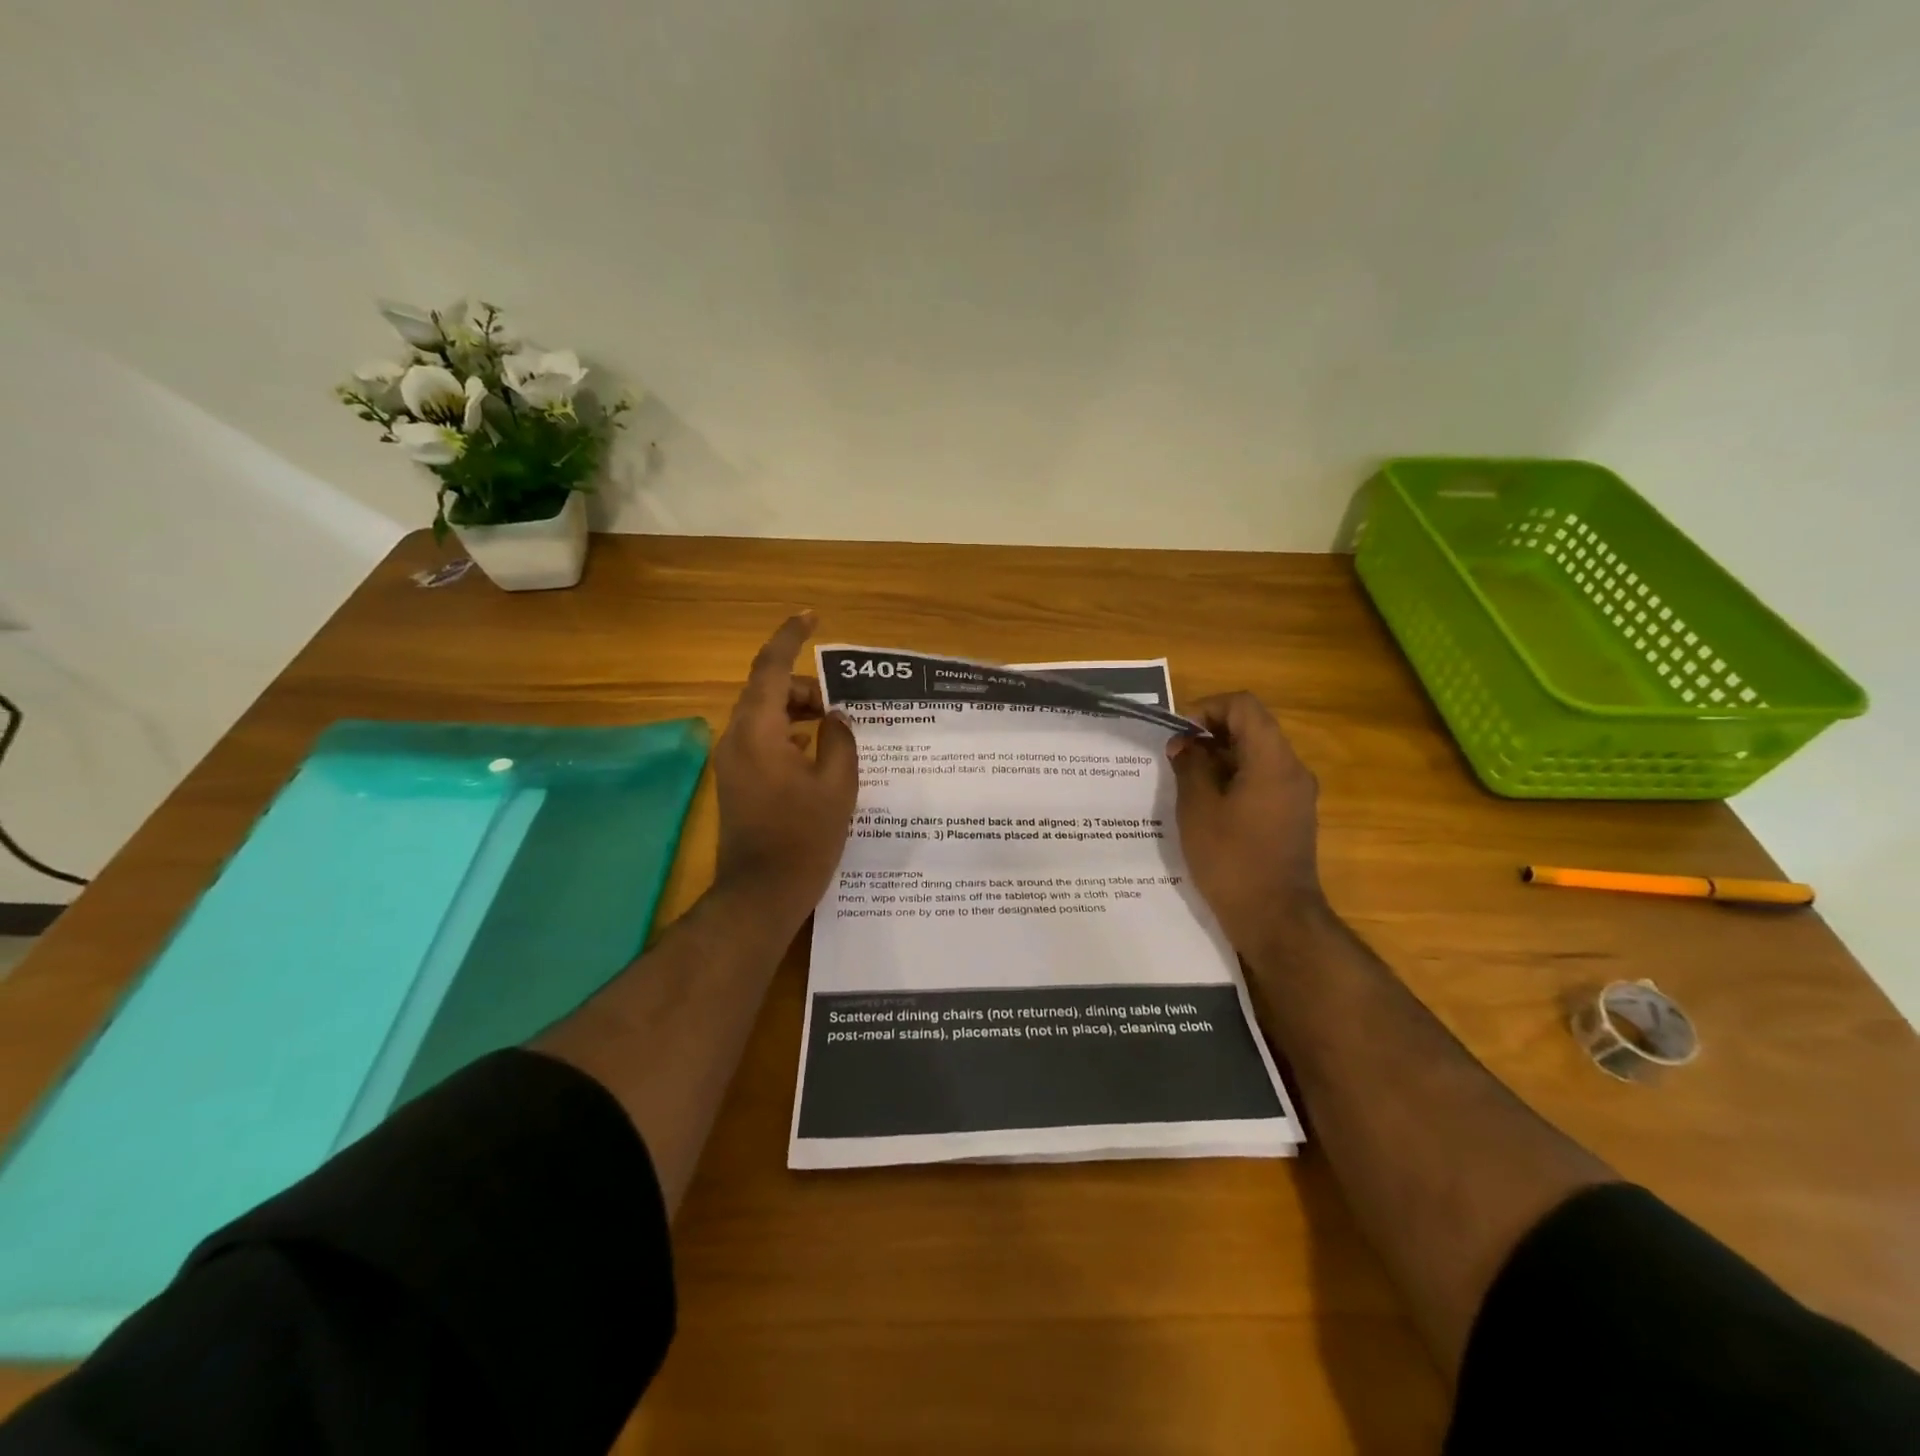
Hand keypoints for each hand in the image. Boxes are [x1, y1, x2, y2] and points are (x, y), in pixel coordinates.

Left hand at [712, 613, 858, 931]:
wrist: (760, 893)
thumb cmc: (804, 837)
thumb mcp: (837, 785)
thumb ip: (840, 740)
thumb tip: (835, 717)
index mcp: (759, 730)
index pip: (772, 667)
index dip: (791, 636)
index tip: (812, 616)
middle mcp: (737, 737)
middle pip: (769, 691)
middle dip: (806, 688)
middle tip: (842, 705)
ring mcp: (732, 761)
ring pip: (766, 716)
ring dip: (798, 713)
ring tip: (836, 731)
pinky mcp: (735, 781)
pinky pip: (762, 740)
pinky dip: (789, 735)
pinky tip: (817, 756)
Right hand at [1167, 692, 1327, 955]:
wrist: (1275, 919)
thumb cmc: (1232, 860)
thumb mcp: (1198, 810)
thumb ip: (1190, 767)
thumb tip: (1184, 745)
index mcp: (1272, 761)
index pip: (1244, 706)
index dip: (1207, 708)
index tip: (1179, 734)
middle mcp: (1292, 770)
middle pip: (1252, 728)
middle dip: (1210, 733)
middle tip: (1176, 757)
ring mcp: (1296, 794)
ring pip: (1256, 754)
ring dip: (1220, 757)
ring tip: (1185, 780)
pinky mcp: (1292, 815)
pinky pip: (1262, 779)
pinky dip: (1234, 778)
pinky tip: (1206, 803)